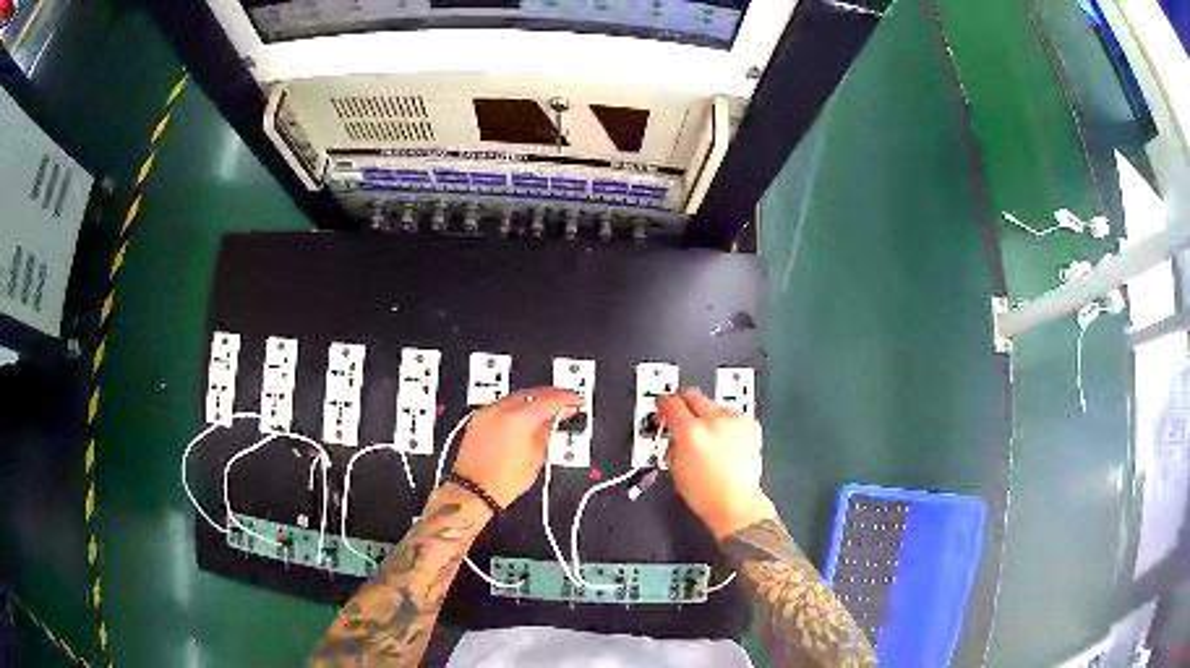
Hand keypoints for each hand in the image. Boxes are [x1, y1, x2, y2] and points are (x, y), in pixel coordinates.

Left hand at [452, 387, 582, 507]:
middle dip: (551, 396)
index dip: (567, 398)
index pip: (550, 400)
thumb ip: (547, 431)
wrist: (475, 491)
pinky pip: (503, 405)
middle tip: (566, 403)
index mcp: (519, 418)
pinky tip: (526, 415)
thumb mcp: (537, 457)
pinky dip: (518, 407)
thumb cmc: (504, 481)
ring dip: (534, 400)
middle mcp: (501, 410)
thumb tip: (555, 418)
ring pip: (517, 396)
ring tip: (548, 410)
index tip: (577, 401)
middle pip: (533, 392)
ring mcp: (487, 412)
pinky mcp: (479, 419)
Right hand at [657, 388, 775, 538]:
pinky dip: (727, 424)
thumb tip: (671, 428)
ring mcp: (734, 422)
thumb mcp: (675, 467)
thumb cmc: (706, 494)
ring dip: (708, 415)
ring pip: (715, 405)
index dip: (663, 403)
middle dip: (684, 402)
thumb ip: (672, 441)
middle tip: (681, 411)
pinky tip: (725, 441)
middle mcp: (714, 421)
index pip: (671, 403)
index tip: (662, 405)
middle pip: (694, 395)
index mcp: (690, 432)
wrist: (736, 503)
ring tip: (707, 435)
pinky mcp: (751, 426)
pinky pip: (733, 416)